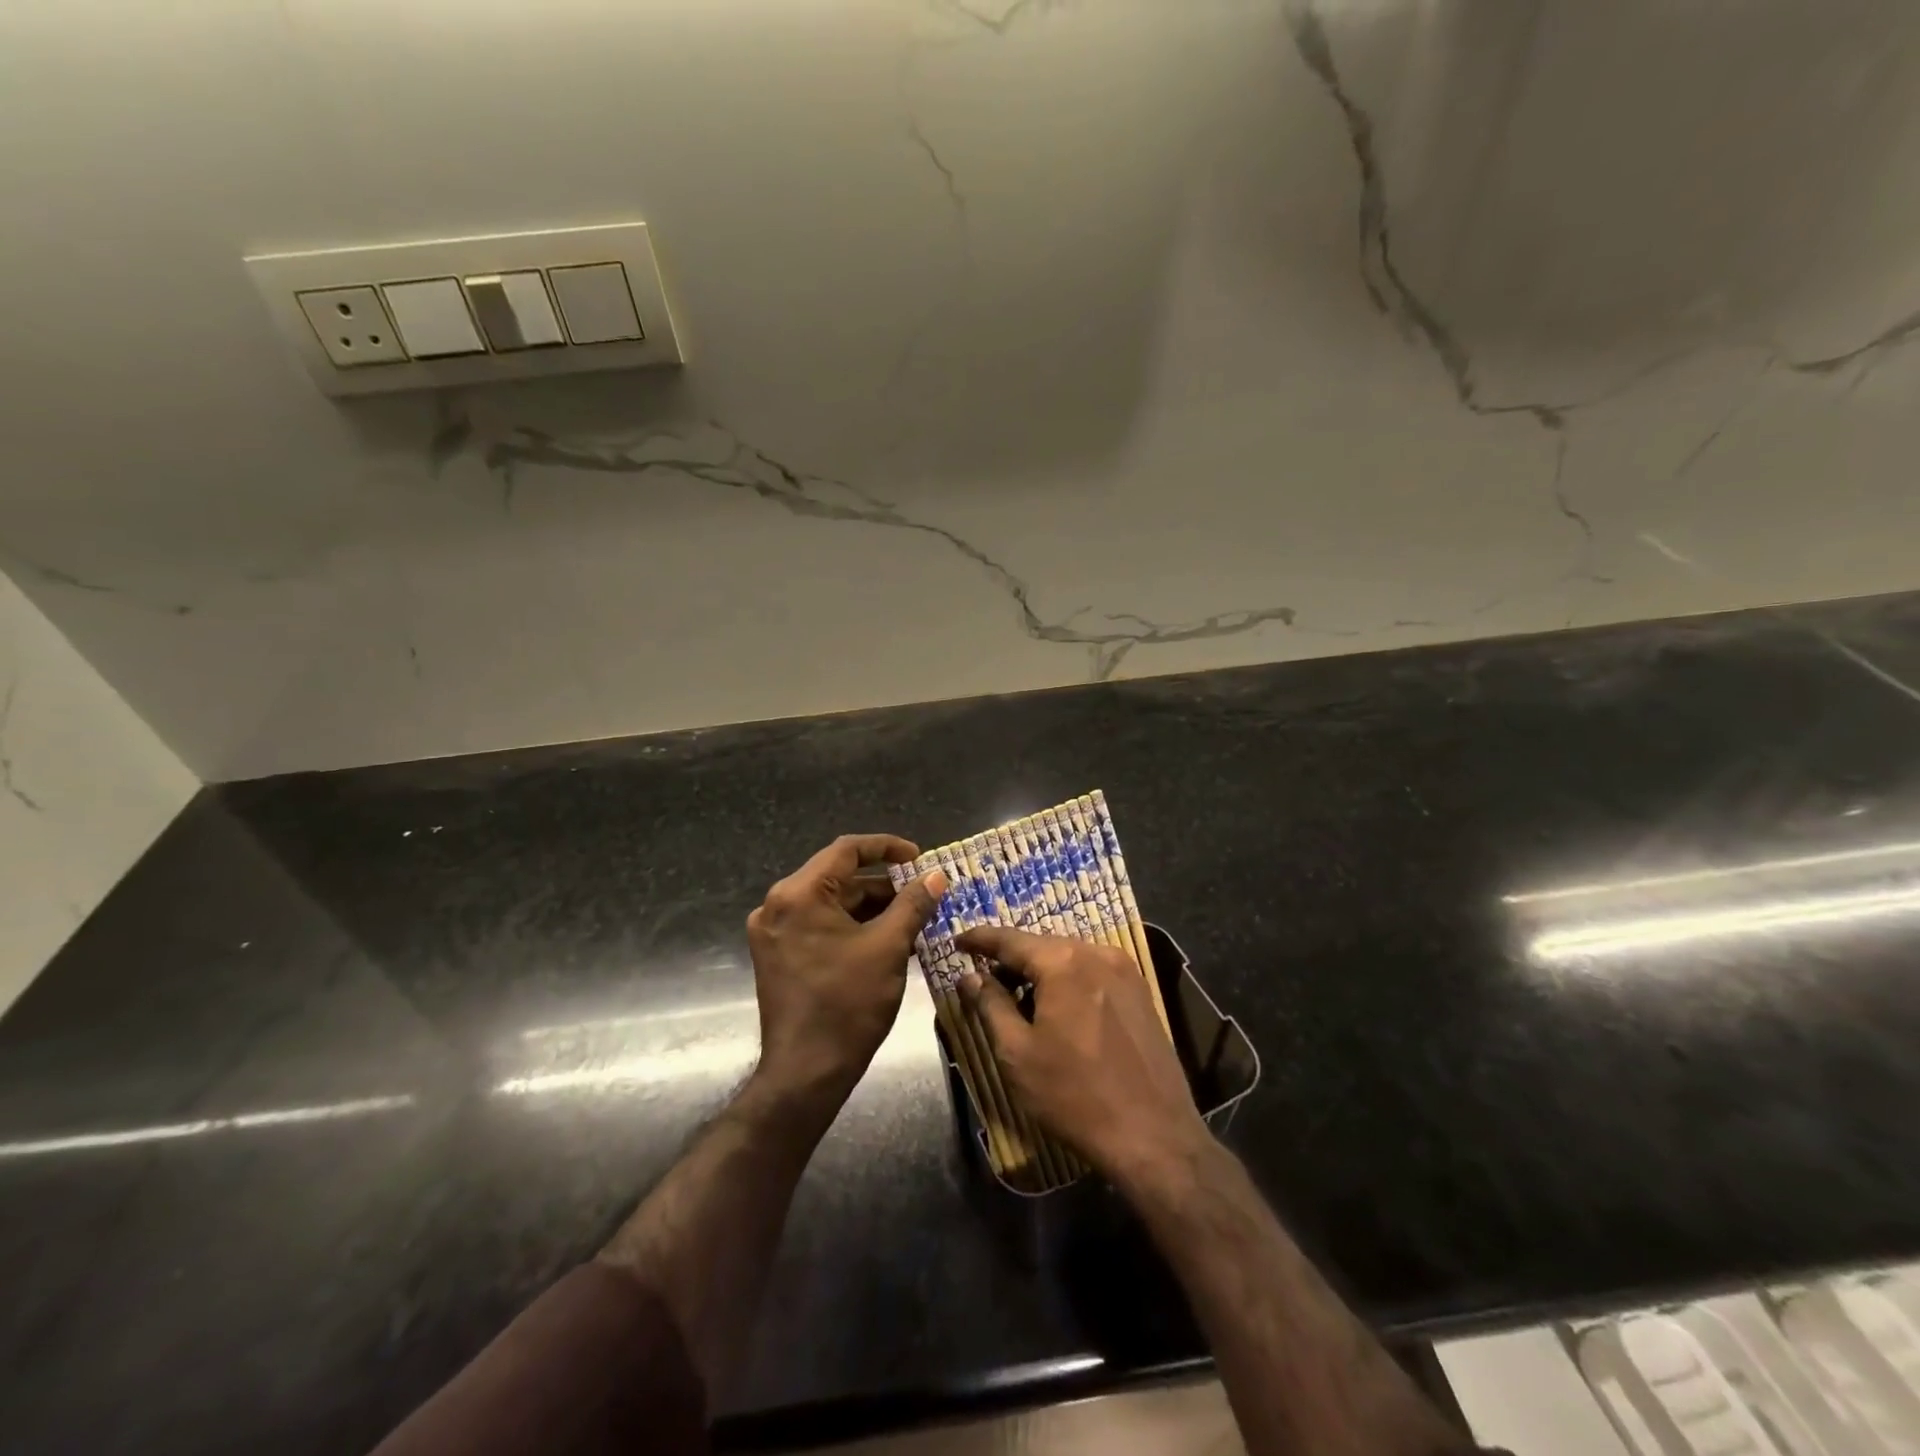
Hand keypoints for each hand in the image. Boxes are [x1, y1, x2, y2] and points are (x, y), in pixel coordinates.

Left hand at [747, 835, 948, 1098]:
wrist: (806, 1073)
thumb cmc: (848, 1004)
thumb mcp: (888, 948)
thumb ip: (913, 904)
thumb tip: (937, 875)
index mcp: (799, 894)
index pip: (847, 850)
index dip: (887, 847)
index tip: (919, 858)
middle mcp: (778, 905)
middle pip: (839, 878)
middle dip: (884, 884)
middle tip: (923, 893)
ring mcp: (774, 932)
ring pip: (832, 904)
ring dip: (872, 908)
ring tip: (914, 918)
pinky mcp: (778, 955)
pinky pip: (821, 925)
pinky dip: (853, 927)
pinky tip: (888, 939)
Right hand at [956, 926, 1211, 1186]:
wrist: (1155, 1137)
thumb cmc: (1075, 1095)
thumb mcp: (1018, 1053)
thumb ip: (990, 1005)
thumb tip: (969, 976)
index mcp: (1064, 962)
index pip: (1010, 939)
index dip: (979, 939)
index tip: (957, 942)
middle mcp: (1097, 953)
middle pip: (1041, 945)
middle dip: (1010, 959)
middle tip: (984, 980)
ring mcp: (1125, 971)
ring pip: (1069, 958)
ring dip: (1040, 972)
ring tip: (1018, 1000)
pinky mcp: (1141, 992)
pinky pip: (1092, 972)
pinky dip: (1068, 981)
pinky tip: (1057, 1010)